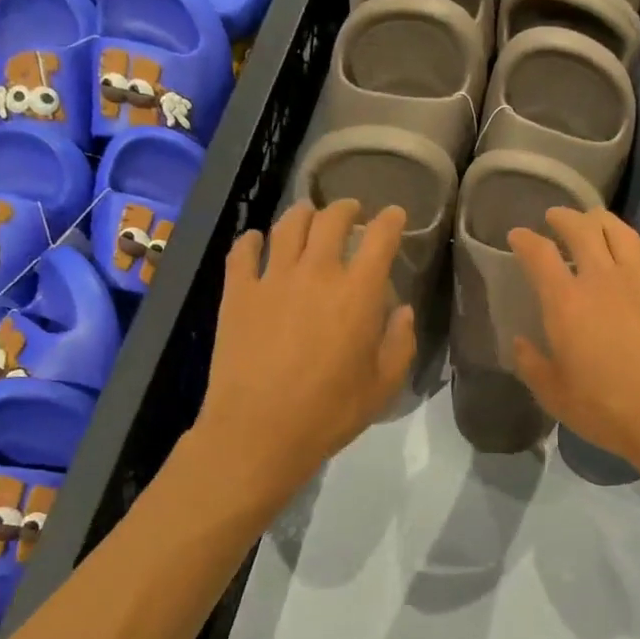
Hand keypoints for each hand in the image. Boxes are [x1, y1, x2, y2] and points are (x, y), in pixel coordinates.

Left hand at [192, 199, 415, 501]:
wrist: (260, 430)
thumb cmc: (330, 412)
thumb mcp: (383, 386)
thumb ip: (400, 343)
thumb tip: (402, 311)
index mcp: (357, 294)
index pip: (379, 240)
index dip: (391, 222)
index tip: (396, 215)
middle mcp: (316, 273)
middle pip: (330, 221)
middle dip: (345, 209)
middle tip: (350, 211)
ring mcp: (272, 279)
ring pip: (287, 227)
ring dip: (302, 214)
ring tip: (308, 214)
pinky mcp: (238, 293)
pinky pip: (242, 252)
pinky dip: (251, 241)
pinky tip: (255, 241)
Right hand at [509, 208, 639, 480]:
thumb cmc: (605, 409)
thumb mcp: (554, 395)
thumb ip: (532, 364)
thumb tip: (520, 343)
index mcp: (566, 303)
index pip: (540, 255)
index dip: (525, 240)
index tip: (517, 236)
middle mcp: (602, 279)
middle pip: (582, 228)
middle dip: (563, 217)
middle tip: (555, 217)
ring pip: (619, 231)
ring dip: (600, 220)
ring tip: (592, 221)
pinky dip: (637, 241)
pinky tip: (634, 247)